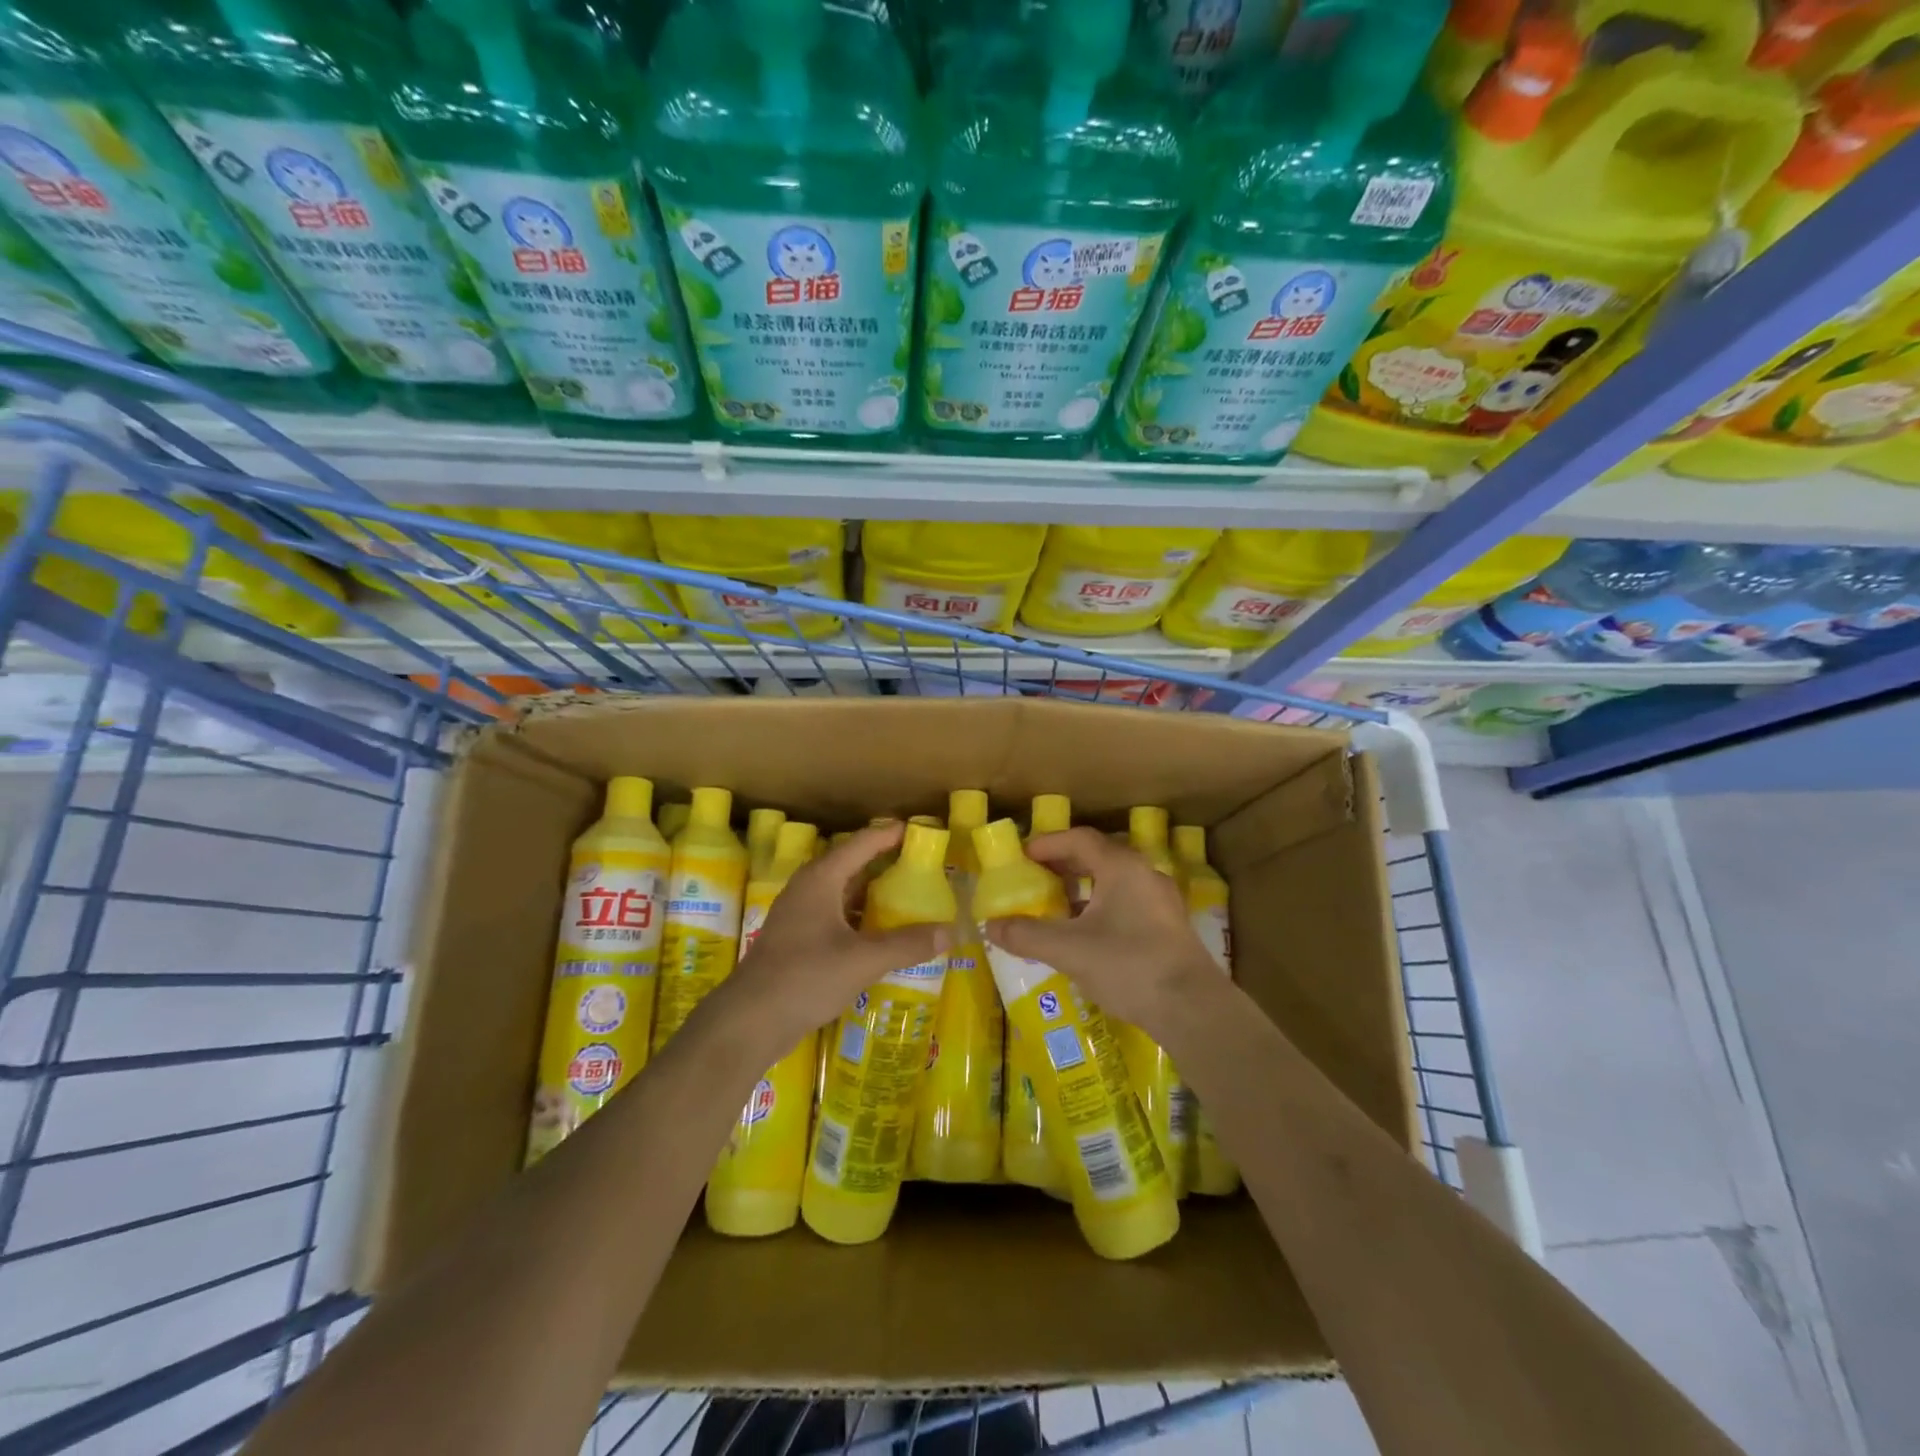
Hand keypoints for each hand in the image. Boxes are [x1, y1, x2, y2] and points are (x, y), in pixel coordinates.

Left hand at [725, 822, 948, 1040]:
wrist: (749, 1020)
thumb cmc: (806, 976)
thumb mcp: (863, 960)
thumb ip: (907, 944)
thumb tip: (950, 932)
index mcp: (821, 879)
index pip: (862, 843)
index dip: (891, 835)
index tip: (921, 832)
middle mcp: (808, 888)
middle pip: (852, 864)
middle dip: (885, 863)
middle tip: (921, 866)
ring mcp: (798, 915)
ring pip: (842, 893)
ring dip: (871, 893)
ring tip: (906, 897)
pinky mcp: (796, 940)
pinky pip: (835, 916)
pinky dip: (859, 918)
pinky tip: (879, 934)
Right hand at [982, 827, 1213, 1034]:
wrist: (1192, 1008)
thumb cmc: (1127, 965)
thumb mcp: (1068, 950)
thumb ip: (1026, 935)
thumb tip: (989, 926)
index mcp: (1122, 867)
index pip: (1080, 839)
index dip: (1048, 843)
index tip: (1023, 855)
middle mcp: (1145, 874)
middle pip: (1099, 856)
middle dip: (1064, 864)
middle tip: (1036, 877)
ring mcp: (1162, 901)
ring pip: (1115, 881)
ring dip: (1084, 888)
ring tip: (1058, 906)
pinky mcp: (1170, 927)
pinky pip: (1128, 902)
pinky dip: (1102, 906)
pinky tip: (1088, 933)